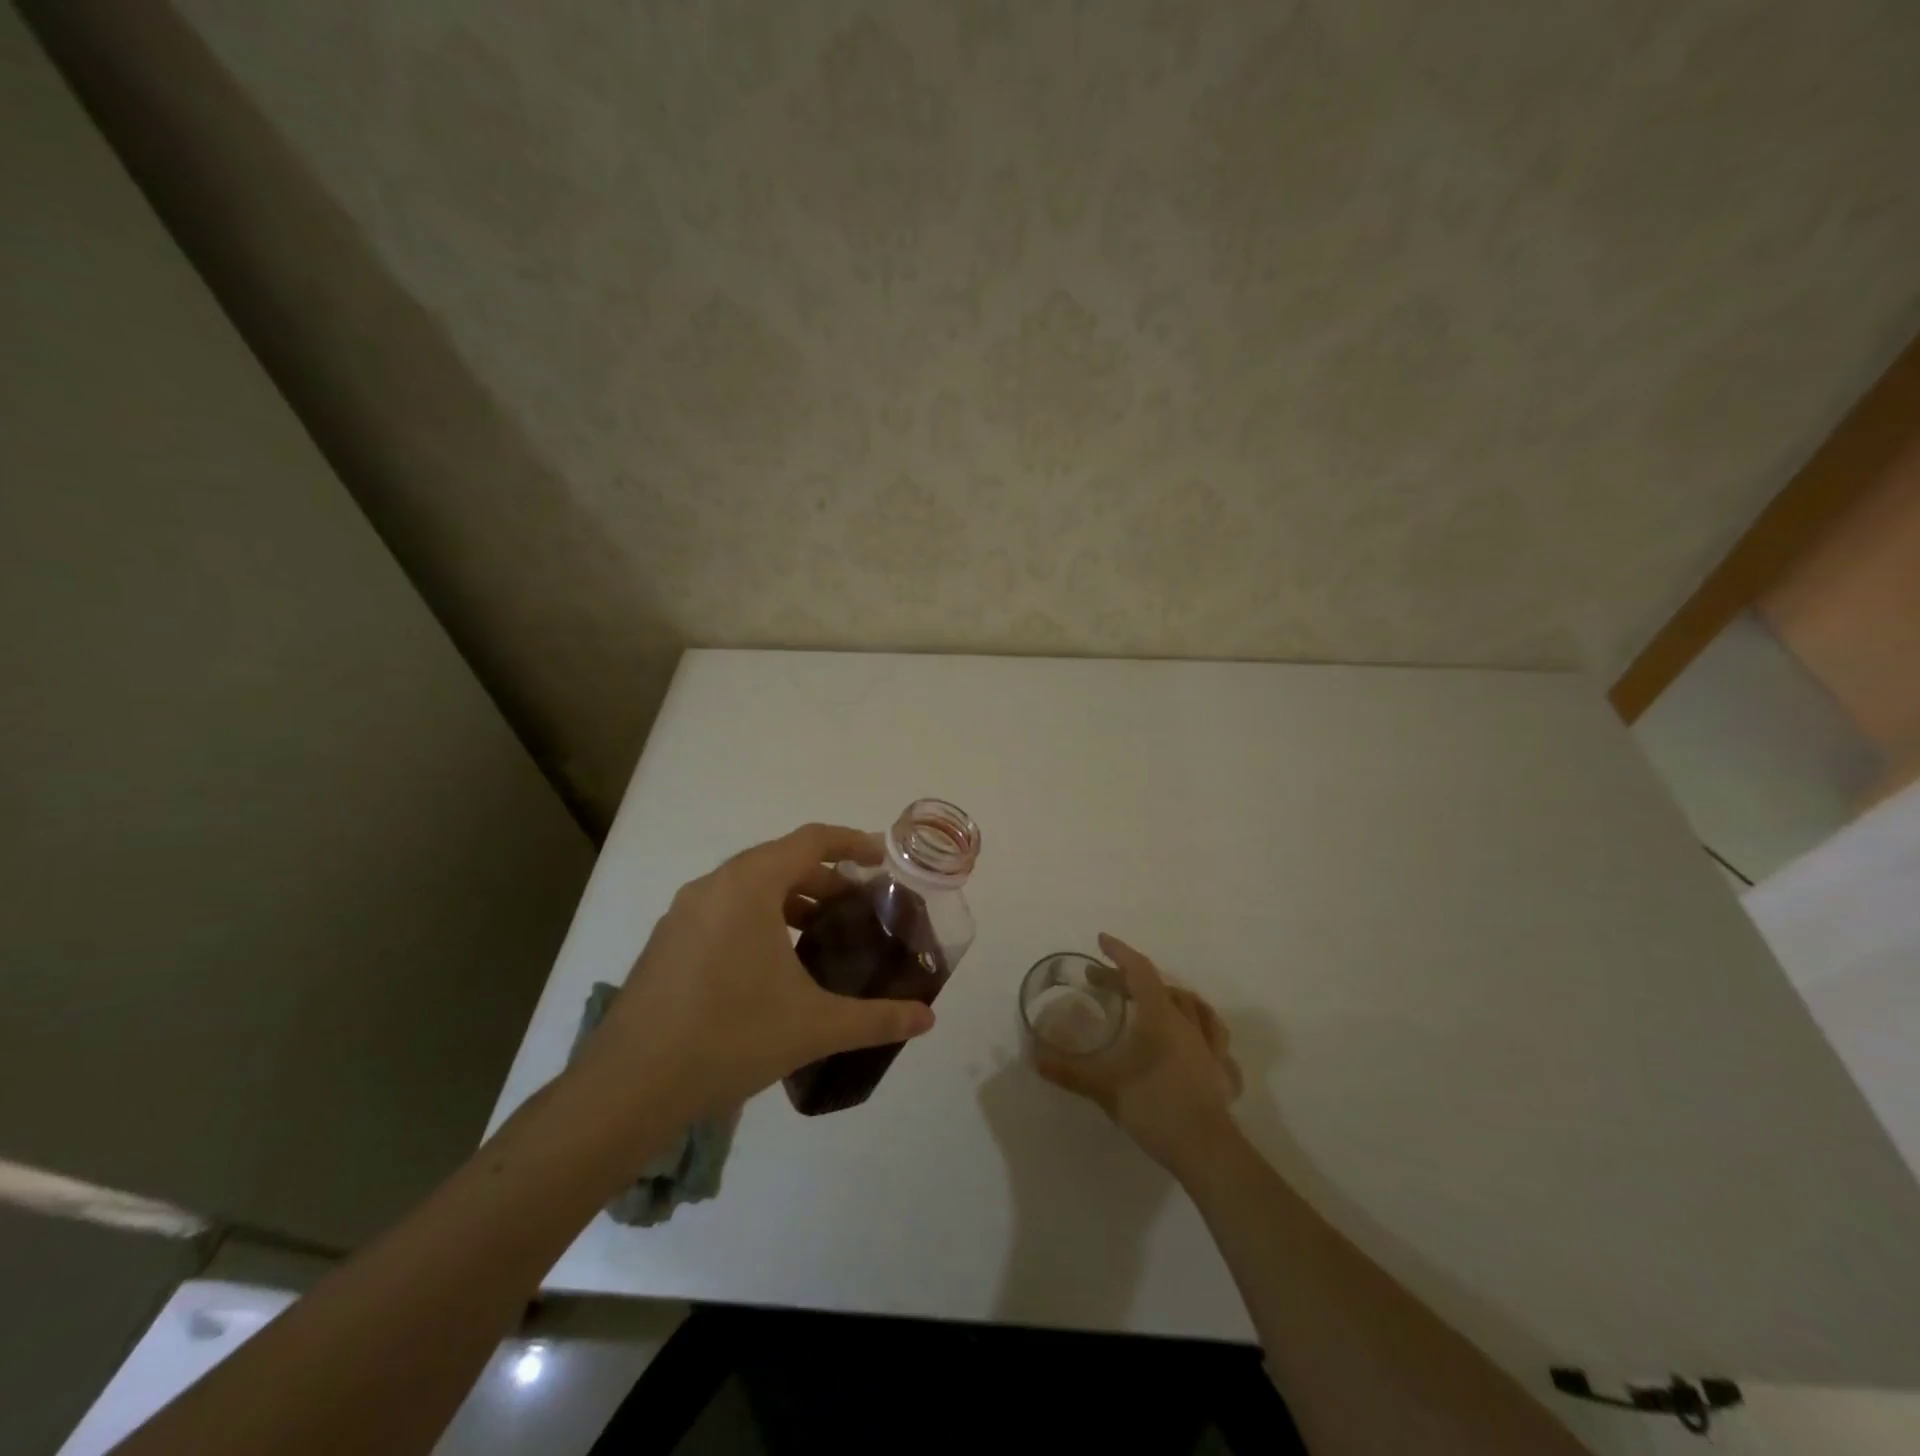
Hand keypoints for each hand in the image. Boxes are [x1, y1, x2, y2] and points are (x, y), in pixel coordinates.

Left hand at [569, 824, 935, 1120]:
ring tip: (819, 933)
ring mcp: (683, 913)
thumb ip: (877, 1019)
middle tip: (859, 906)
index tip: (880, 857)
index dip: (850, 842)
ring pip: (748, 886)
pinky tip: (771, 964)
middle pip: (780, 860)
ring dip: (789, 898)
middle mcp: (713, 886)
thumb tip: (928, 1018)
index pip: (810, 840)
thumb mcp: (814, 1026)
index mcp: (749, 886)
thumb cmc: (729, 1038)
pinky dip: (757, 917)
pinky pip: (723, 909)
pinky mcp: (666, 942)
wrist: (628, 1088)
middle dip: (825, 877)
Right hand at [1035, 934, 1242, 1171]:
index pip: (1139, 971)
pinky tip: (1196, 1045)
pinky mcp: (1223, 1072)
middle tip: (1104, 984)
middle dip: (1131, 979)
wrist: (1206, 1149)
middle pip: (1160, 987)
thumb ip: (1070, 1072)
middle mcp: (1187, 1023)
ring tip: (1157, 1001)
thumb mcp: (1105, 1088)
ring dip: (1172, 997)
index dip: (1120, 953)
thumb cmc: (1155, 1107)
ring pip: (1194, 1007)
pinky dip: (1202, 1033)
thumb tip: (1036, 1059)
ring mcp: (1210, 1047)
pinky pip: (1215, 1041)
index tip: (1101, 941)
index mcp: (1160, 1016)